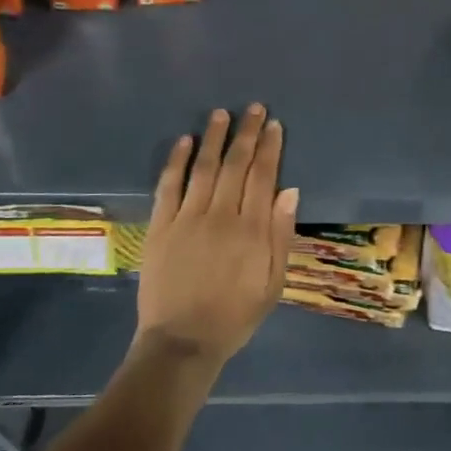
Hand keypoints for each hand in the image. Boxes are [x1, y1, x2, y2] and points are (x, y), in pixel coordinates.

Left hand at [136, 104, 299, 364]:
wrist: (183, 342)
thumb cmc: (235, 316)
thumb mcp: (273, 283)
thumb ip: (281, 236)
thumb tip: (289, 191)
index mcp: (252, 230)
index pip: (263, 177)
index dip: (270, 148)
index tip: (274, 125)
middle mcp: (220, 216)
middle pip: (236, 165)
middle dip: (247, 133)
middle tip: (254, 108)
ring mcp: (187, 218)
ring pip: (204, 168)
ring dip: (214, 138)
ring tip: (221, 114)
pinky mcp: (160, 227)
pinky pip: (169, 186)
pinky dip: (176, 161)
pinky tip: (184, 141)